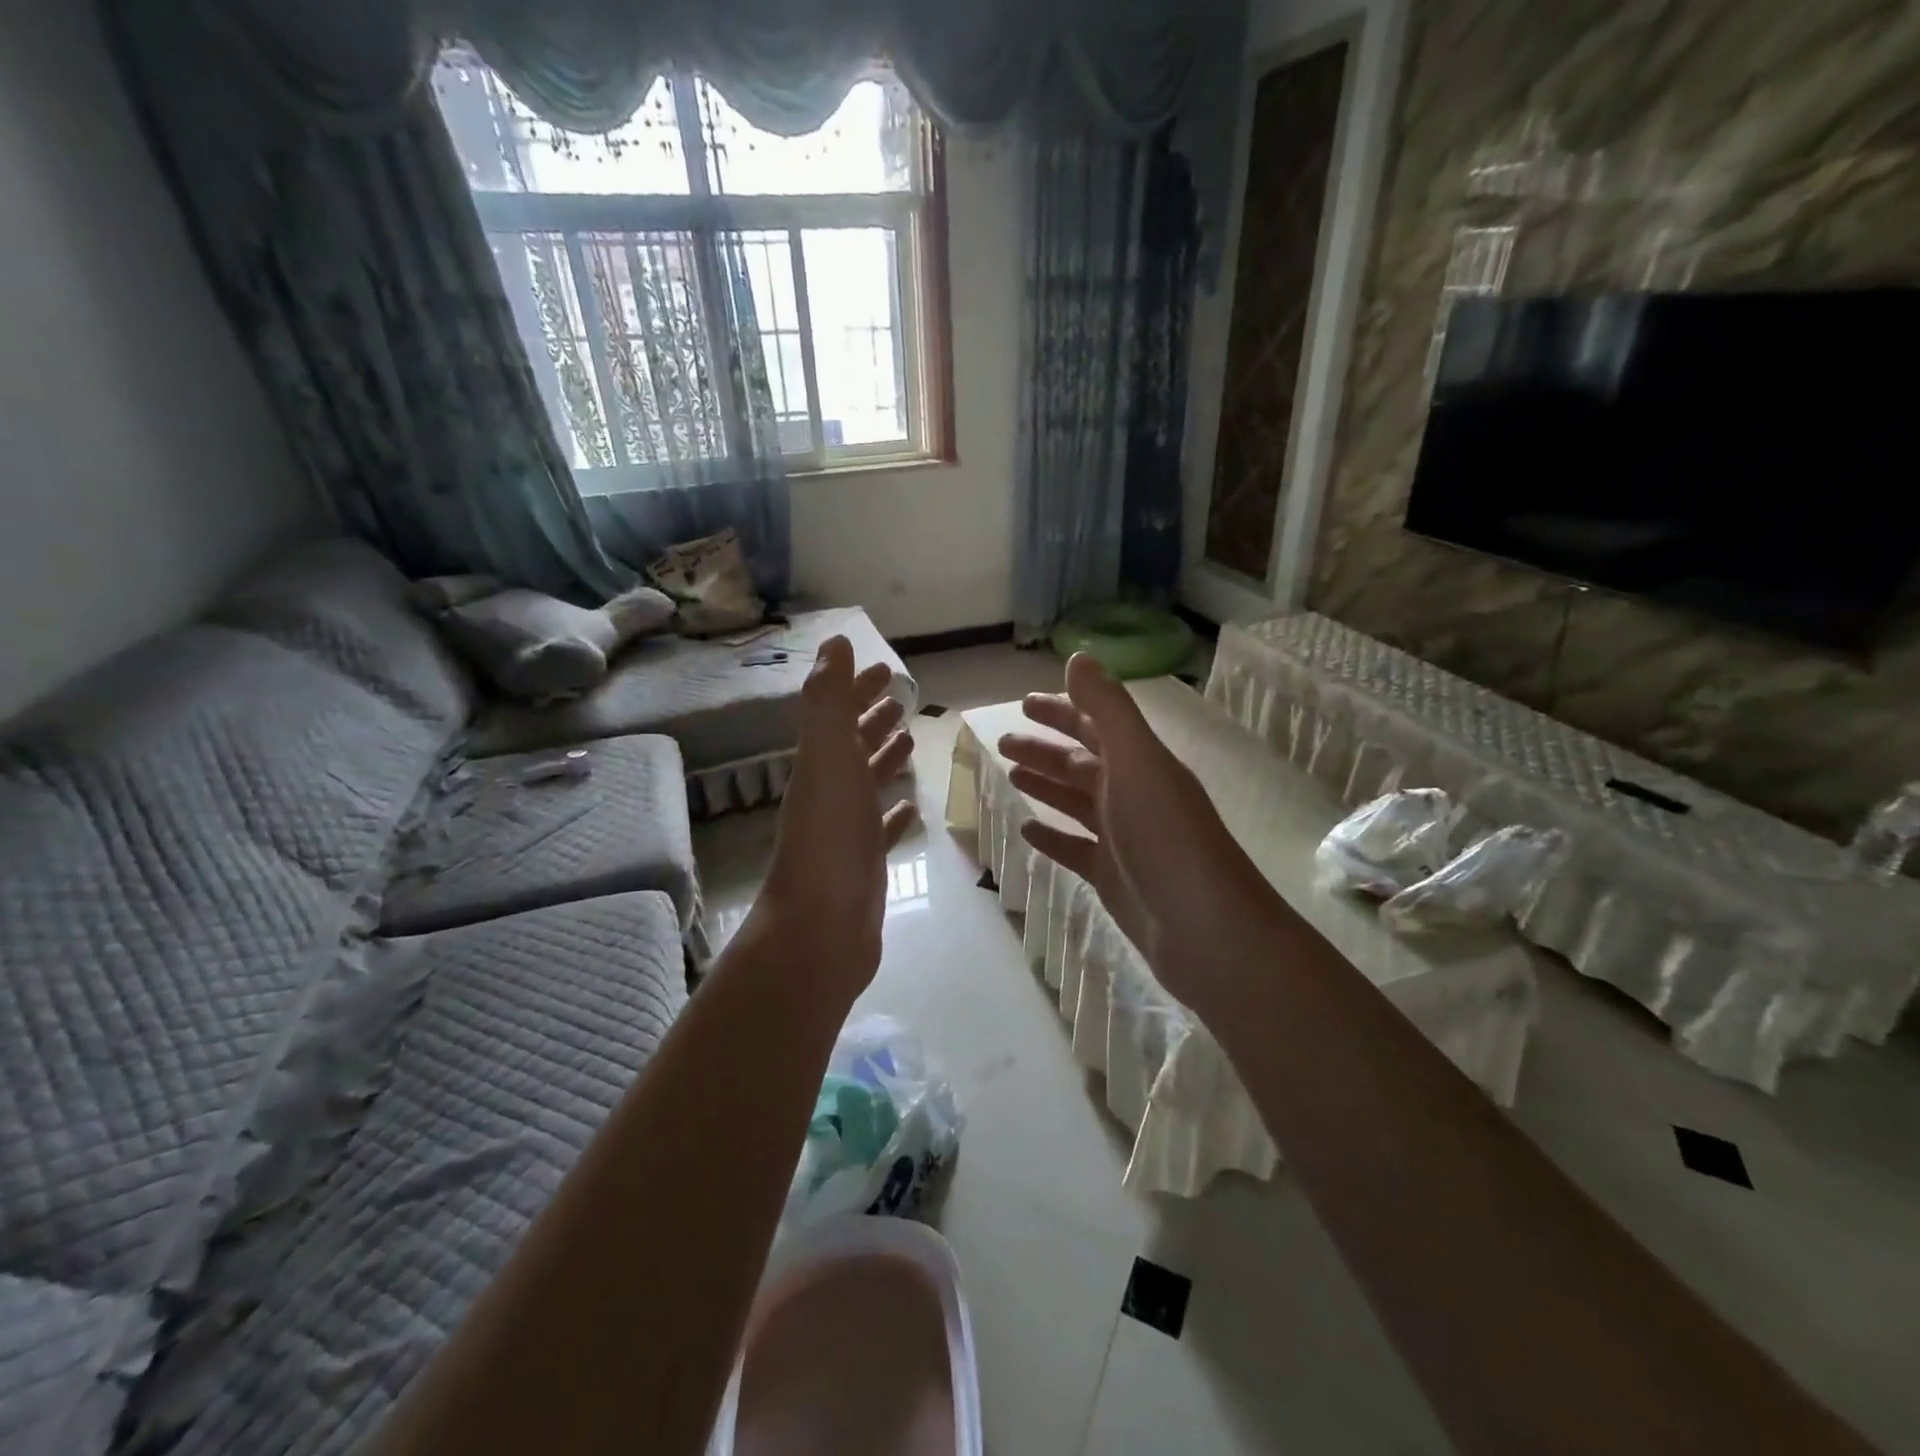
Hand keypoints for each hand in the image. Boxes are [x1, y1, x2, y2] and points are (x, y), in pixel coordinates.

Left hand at [746, 636, 917, 994]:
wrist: (823, 925)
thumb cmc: (830, 835)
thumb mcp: (827, 756)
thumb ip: (829, 699)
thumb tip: (835, 641)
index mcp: (821, 763)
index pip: (839, 713)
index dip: (858, 688)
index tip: (887, 668)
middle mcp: (831, 791)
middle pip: (852, 744)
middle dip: (873, 717)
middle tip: (904, 698)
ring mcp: (847, 828)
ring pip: (867, 782)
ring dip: (884, 757)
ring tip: (909, 739)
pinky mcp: (866, 861)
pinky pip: (881, 826)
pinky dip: (893, 810)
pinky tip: (909, 805)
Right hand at [997, 654, 1257, 1013]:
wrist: (1203, 928)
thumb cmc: (1166, 837)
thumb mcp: (1137, 762)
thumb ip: (1107, 709)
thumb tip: (1078, 656)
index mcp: (1140, 763)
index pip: (1095, 724)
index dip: (1062, 710)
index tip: (1024, 702)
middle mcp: (1132, 794)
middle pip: (1080, 762)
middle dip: (1044, 749)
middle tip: (1002, 741)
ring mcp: (1122, 837)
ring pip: (1075, 801)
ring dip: (1044, 785)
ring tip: (1009, 775)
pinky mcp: (1112, 876)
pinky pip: (1074, 848)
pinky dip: (1052, 836)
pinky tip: (1026, 830)